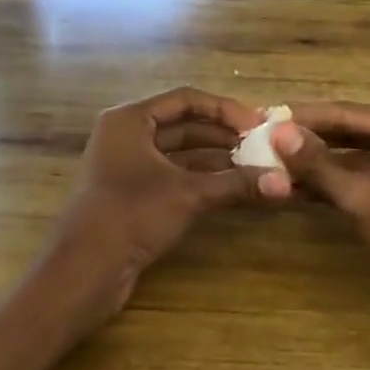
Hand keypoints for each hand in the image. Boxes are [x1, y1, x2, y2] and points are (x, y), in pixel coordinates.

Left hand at [53, 87, 266, 317]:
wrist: (85, 270)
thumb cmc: (132, 215)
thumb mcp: (188, 194)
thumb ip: (236, 184)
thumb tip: (285, 183)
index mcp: (130, 120)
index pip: (186, 100)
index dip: (225, 109)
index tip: (259, 125)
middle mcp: (126, 136)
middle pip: (183, 126)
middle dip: (224, 136)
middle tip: (263, 147)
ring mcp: (127, 167)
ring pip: (180, 154)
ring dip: (216, 160)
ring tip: (257, 168)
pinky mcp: (131, 196)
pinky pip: (173, 176)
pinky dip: (201, 180)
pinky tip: (233, 189)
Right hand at [265, 103, 369, 291]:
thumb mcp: (362, 195)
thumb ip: (318, 164)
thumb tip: (278, 132)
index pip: (350, 112)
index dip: (306, 116)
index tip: (268, 116)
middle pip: (355, 131)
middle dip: (312, 139)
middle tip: (267, 138)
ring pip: (359, 156)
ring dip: (322, 163)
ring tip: (277, 162)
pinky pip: (369, 176)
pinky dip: (339, 182)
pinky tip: (303, 186)